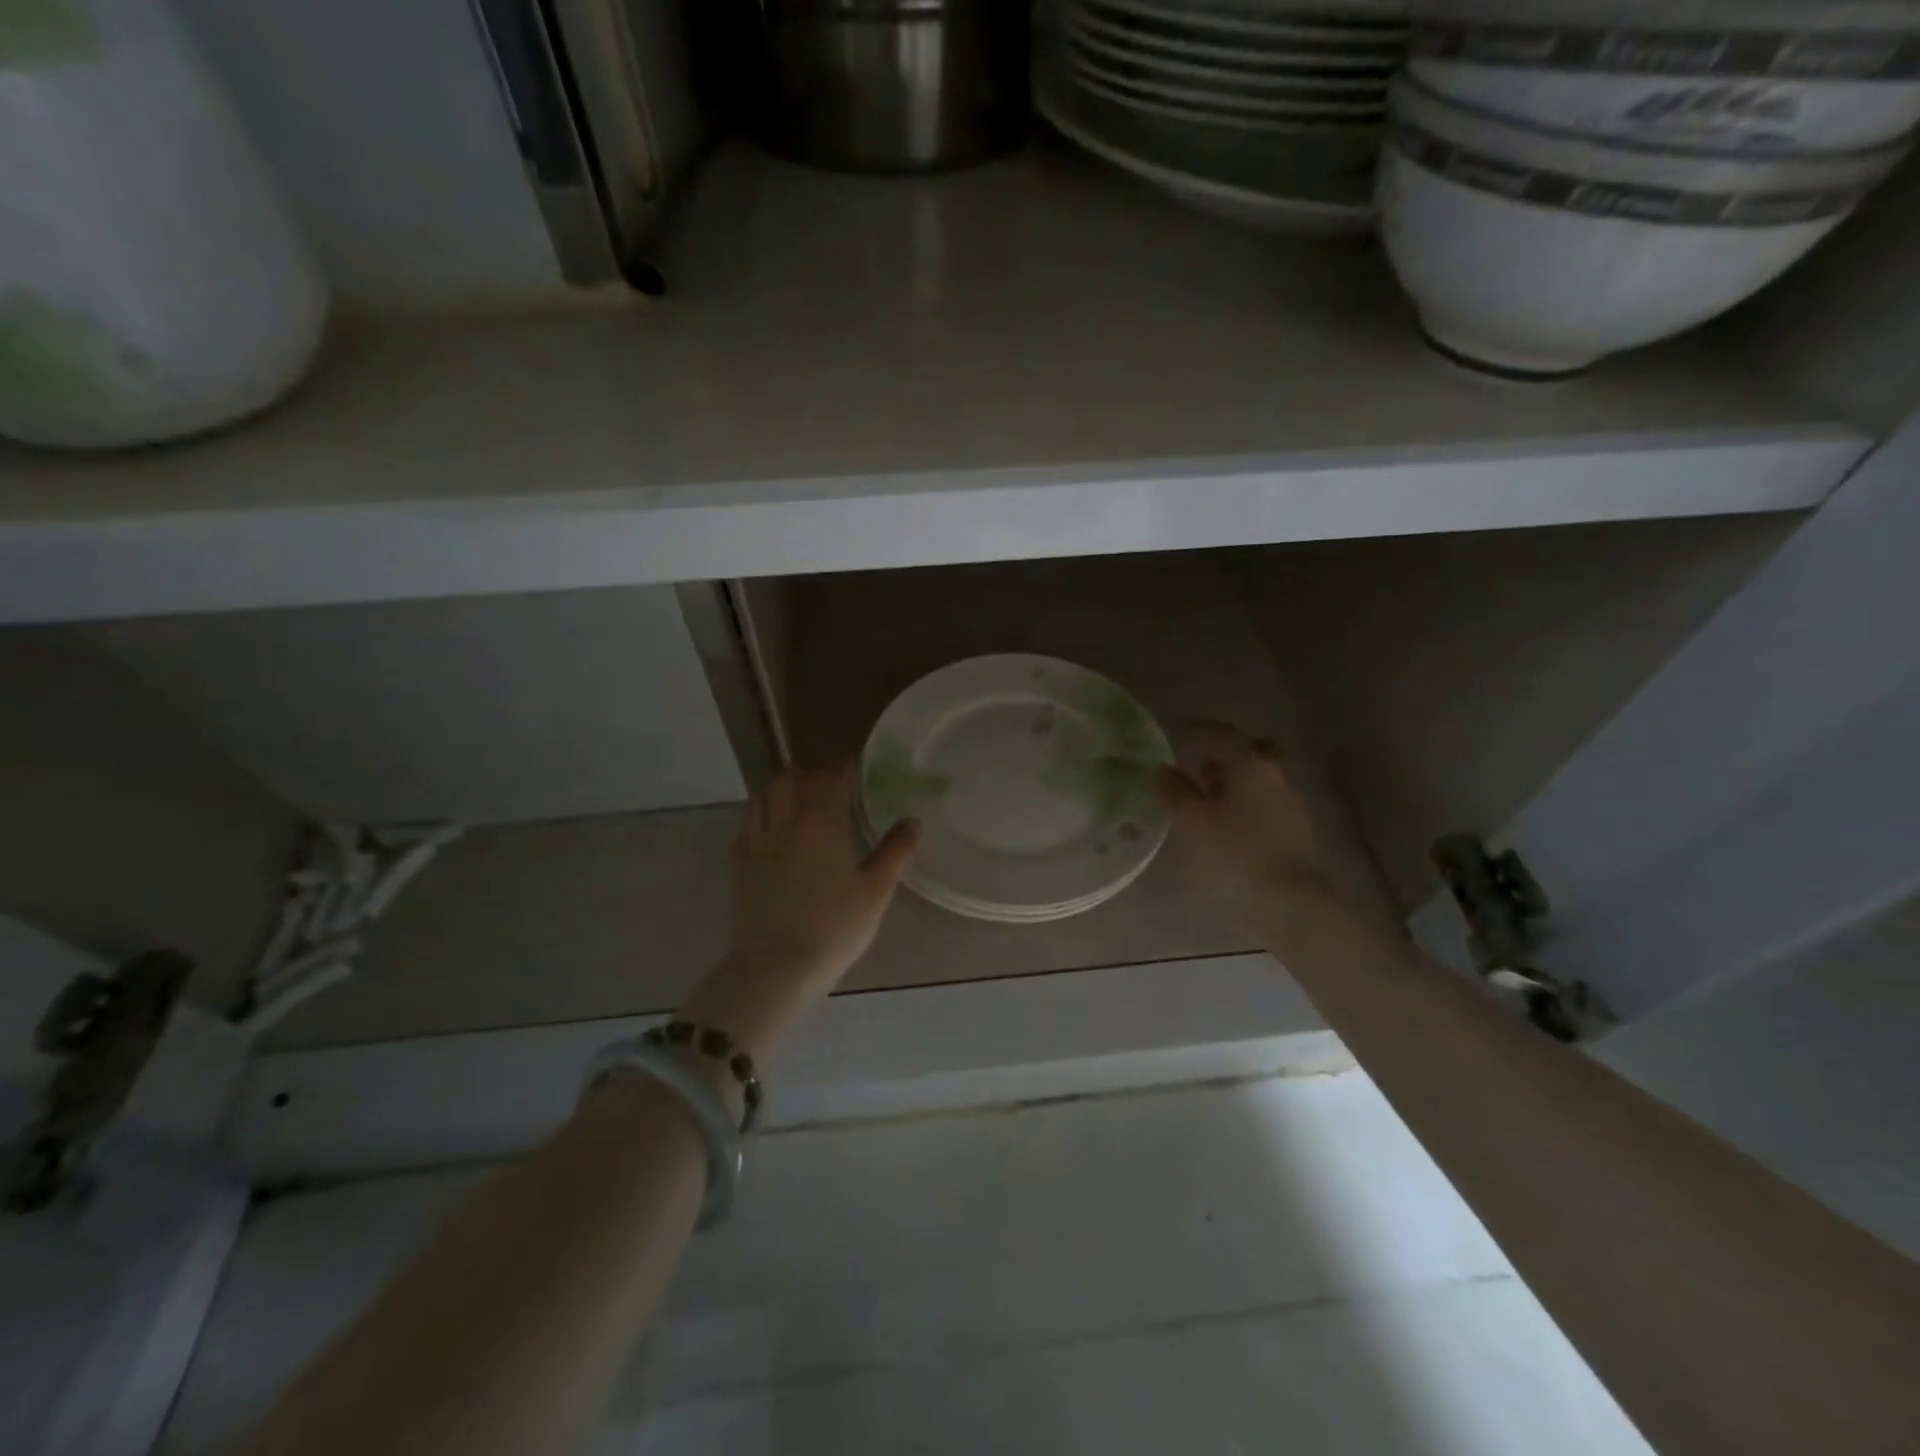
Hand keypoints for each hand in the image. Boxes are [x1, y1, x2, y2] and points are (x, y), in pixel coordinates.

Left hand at [680, 765, 920, 1058]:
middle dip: (809, 772)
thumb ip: (895, 852)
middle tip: (827, 780)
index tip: (855, 766)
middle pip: (790, 779)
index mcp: (821, 825)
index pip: (830, 780)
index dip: (843, 767)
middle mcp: (785, 824)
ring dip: (780, 787)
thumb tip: (913, 821)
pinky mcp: (738, 865)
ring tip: (797, 796)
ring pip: (762, 796)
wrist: (775, 968)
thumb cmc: (833, 929)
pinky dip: (760, 815)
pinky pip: (746, 825)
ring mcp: (756, 843)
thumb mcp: (875, 892)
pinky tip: (771, 829)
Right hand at [1157, 723, 1335, 919]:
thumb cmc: (1234, 853)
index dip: (1197, 731)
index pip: (1222, 735)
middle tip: (1196, 765)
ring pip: (1257, 781)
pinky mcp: (1294, 833)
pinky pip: (1262, 806)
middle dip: (1223, 756)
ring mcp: (1290, 805)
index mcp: (1251, 764)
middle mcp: (1275, 776)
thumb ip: (1174, 791)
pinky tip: (1223, 826)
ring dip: (1231, 783)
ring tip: (1202, 800)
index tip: (1177, 732)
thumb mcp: (1191, 821)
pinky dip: (1241, 806)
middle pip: (1249, 754)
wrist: (1289, 904)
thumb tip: (1164, 770)